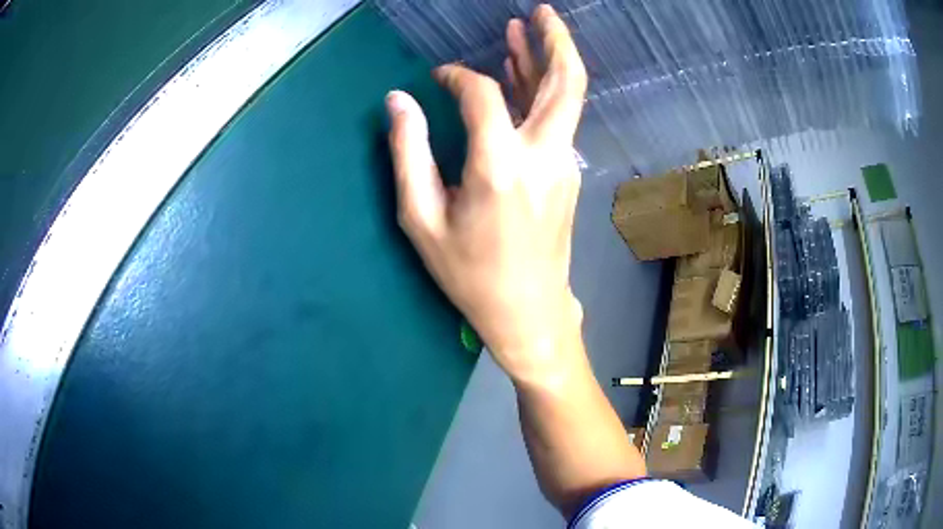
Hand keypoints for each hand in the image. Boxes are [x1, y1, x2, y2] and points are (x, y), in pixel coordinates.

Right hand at [386, 4, 587, 383]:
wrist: (529, 311)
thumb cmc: (470, 274)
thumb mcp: (422, 219)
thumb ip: (408, 154)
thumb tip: (397, 100)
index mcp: (501, 167)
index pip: (484, 94)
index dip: (458, 77)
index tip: (437, 79)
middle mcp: (544, 156)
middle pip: (566, 82)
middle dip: (555, 41)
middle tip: (540, 11)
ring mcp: (564, 164)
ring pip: (565, 99)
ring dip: (546, 61)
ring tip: (526, 29)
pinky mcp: (568, 174)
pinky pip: (558, 121)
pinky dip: (542, 92)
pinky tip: (523, 78)